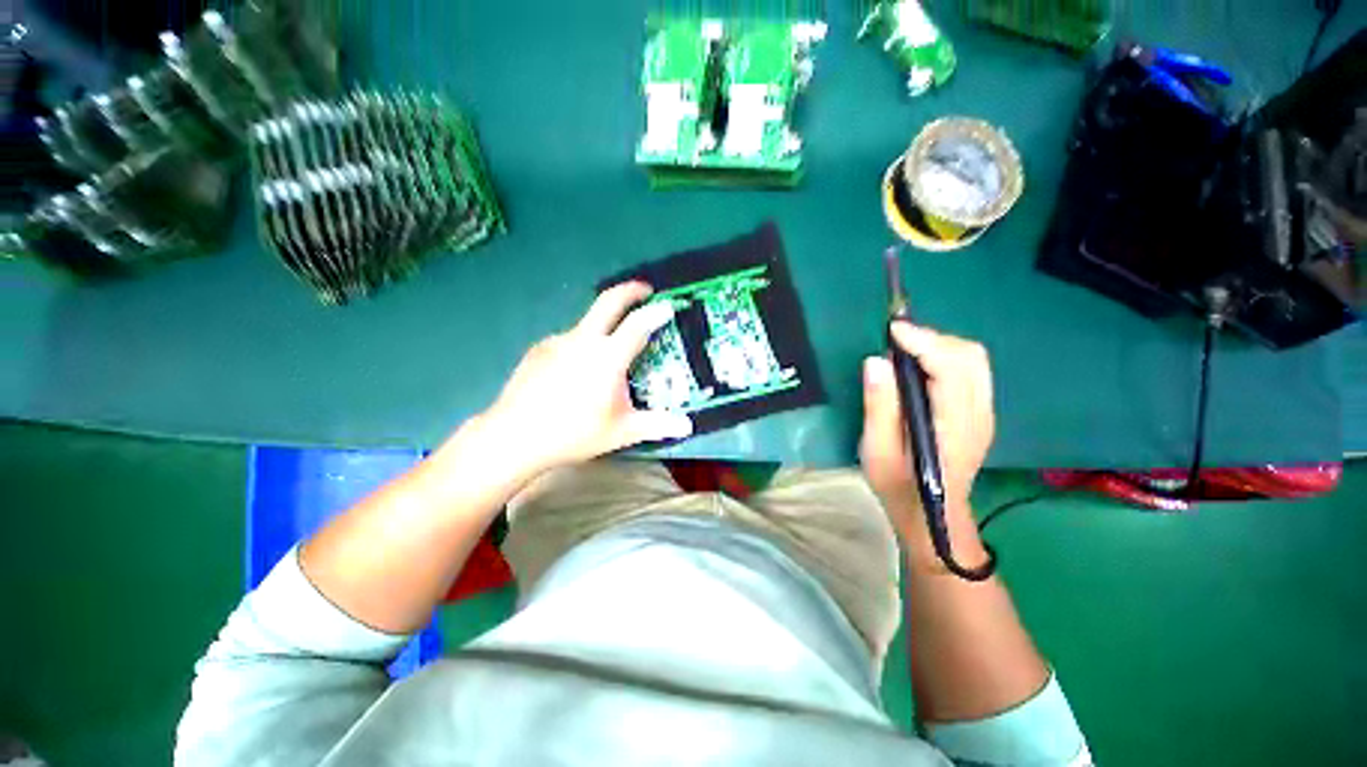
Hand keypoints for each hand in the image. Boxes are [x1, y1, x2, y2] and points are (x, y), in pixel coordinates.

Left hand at [481, 282, 692, 475]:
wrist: (514, 437)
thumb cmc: (574, 433)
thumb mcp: (622, 432)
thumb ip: (657, 425)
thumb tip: (688, 426)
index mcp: (607, 357)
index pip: (638, 325)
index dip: (656, 312)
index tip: (668, 306)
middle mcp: (583, 340)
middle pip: (608, 301)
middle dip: (630, 290)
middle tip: (644, 290)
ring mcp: (557, 341)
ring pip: (587, 324)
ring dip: (603, 327)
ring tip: (608, 354)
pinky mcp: (539, 349)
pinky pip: (568, 340)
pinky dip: (580, 346)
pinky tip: (576, 371)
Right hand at [860, 322, 994, 535]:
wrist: (931, 514)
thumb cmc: (898, 484)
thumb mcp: (877, 449)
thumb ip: (879, 405)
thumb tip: (876, 361)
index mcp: (954, 425)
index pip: (951, 368)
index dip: (923, 342)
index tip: (892, 330)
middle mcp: (978, 414)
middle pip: (970, 356)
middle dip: (933, 339)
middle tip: (896, 341)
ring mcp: (984, 413)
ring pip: (974, 360)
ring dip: (940, 345)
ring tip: (906, 349)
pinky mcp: (979, 413)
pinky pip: (971, 371)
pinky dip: (946, 356)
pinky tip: (921, 365)